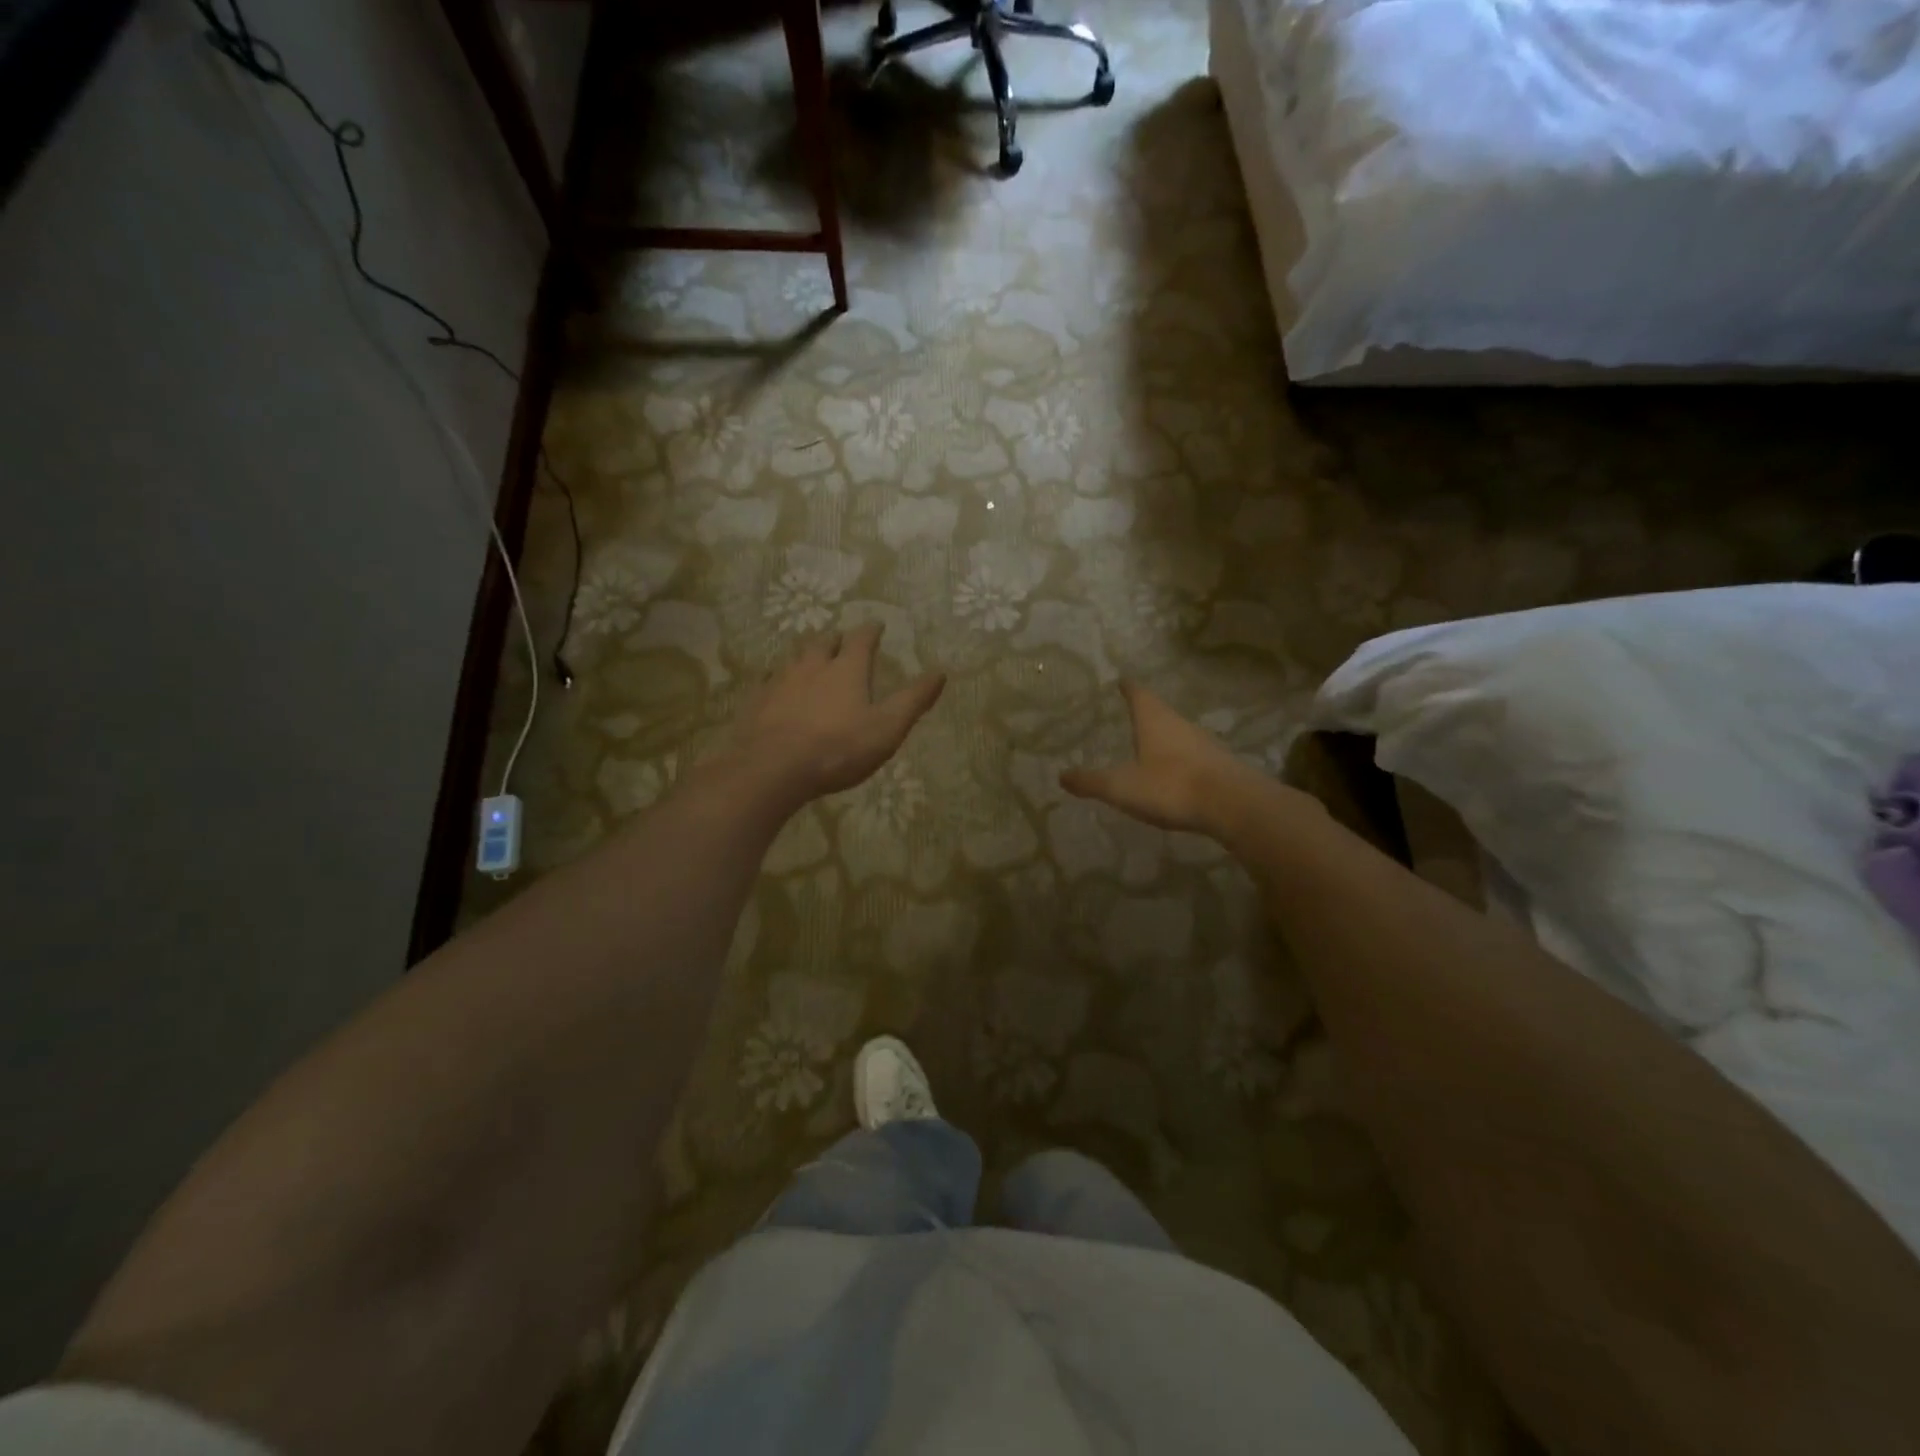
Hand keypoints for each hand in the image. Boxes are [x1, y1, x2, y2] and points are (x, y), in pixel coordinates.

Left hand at [726, 624, 944, 808]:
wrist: (773, 768)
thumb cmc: (838, 748)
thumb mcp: (887, 728)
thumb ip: (913, 700)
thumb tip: (940, 672)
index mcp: (847, 669)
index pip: (862, 639)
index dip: (871, 631)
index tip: (877, 626)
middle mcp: (812, 666)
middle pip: (824, 642)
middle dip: (836, 639)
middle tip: (842, 640)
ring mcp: (780, 681)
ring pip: (794, 657)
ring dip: (806, 654)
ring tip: (811, 658)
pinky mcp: (757, 701)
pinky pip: (768, 680)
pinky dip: (778, 679)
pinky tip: (777, 687)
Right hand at [1060, 681, 1260, 835]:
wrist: (1232, 805)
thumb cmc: (1170, 786)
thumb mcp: (1121, 787)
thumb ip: (1091, 782)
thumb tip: (1061, 775)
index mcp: (1154, 721)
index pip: (1138, 694)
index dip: (1128, 688)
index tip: (1122, 681)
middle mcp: (1179, 724)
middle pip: (1160, 711)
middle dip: (1146, 711)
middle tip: (1132, 711)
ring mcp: (1202, 743)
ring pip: (1178, 732)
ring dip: (1164, 734)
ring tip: (1150, 742)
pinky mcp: (1218, 764)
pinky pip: (1192, 754)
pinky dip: (1179, 757)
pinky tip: (1175, 771)